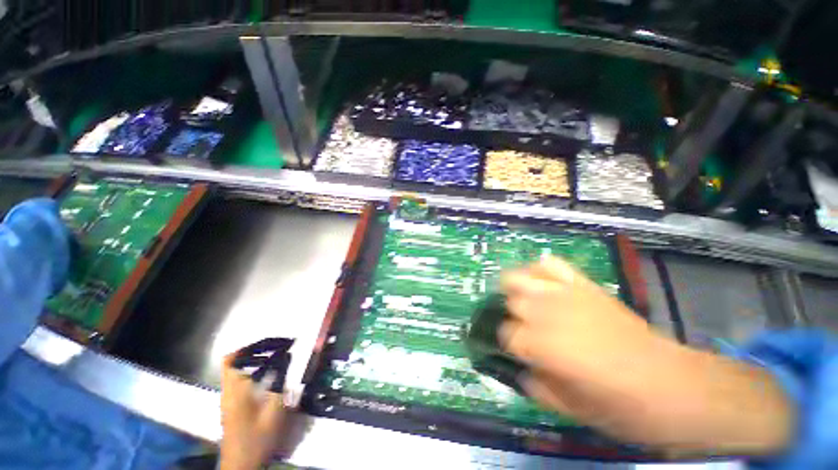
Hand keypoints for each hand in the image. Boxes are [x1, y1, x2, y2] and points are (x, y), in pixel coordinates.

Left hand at [220, 355, 286, 469]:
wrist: (241, 467)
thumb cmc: (257, 440)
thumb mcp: (273, 414)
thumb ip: (280, 386)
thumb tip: (288, 360)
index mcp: (235, 392)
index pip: (231, 361)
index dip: (248, 348)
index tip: (270, 344)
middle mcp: (229, 392)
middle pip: (235, 363)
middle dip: (257, 352)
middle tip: (280, 349)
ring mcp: (229, 400)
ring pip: (238, 372)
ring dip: (257, 362)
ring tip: (279, 359)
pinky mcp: (233, 407)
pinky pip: (242, 382)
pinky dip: (256, 374)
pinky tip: (271, 378)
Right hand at [500, 256, 793, 455]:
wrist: (671, 383)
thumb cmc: (623, 406)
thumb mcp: (573, 411)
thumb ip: (538, 389)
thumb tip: (521, 371)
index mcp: (544, 345)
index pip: (507, 334)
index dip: (511, 345)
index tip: (521, 353)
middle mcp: (548, 313)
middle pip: (512, 301)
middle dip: (515, 316)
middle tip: (527, 330)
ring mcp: (565, 293)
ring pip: (520, 277)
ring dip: (517, 289)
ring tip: (526, 302)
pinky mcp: (583, 284)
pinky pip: (551, 264)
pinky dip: (541, 270)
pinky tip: (544, 284)